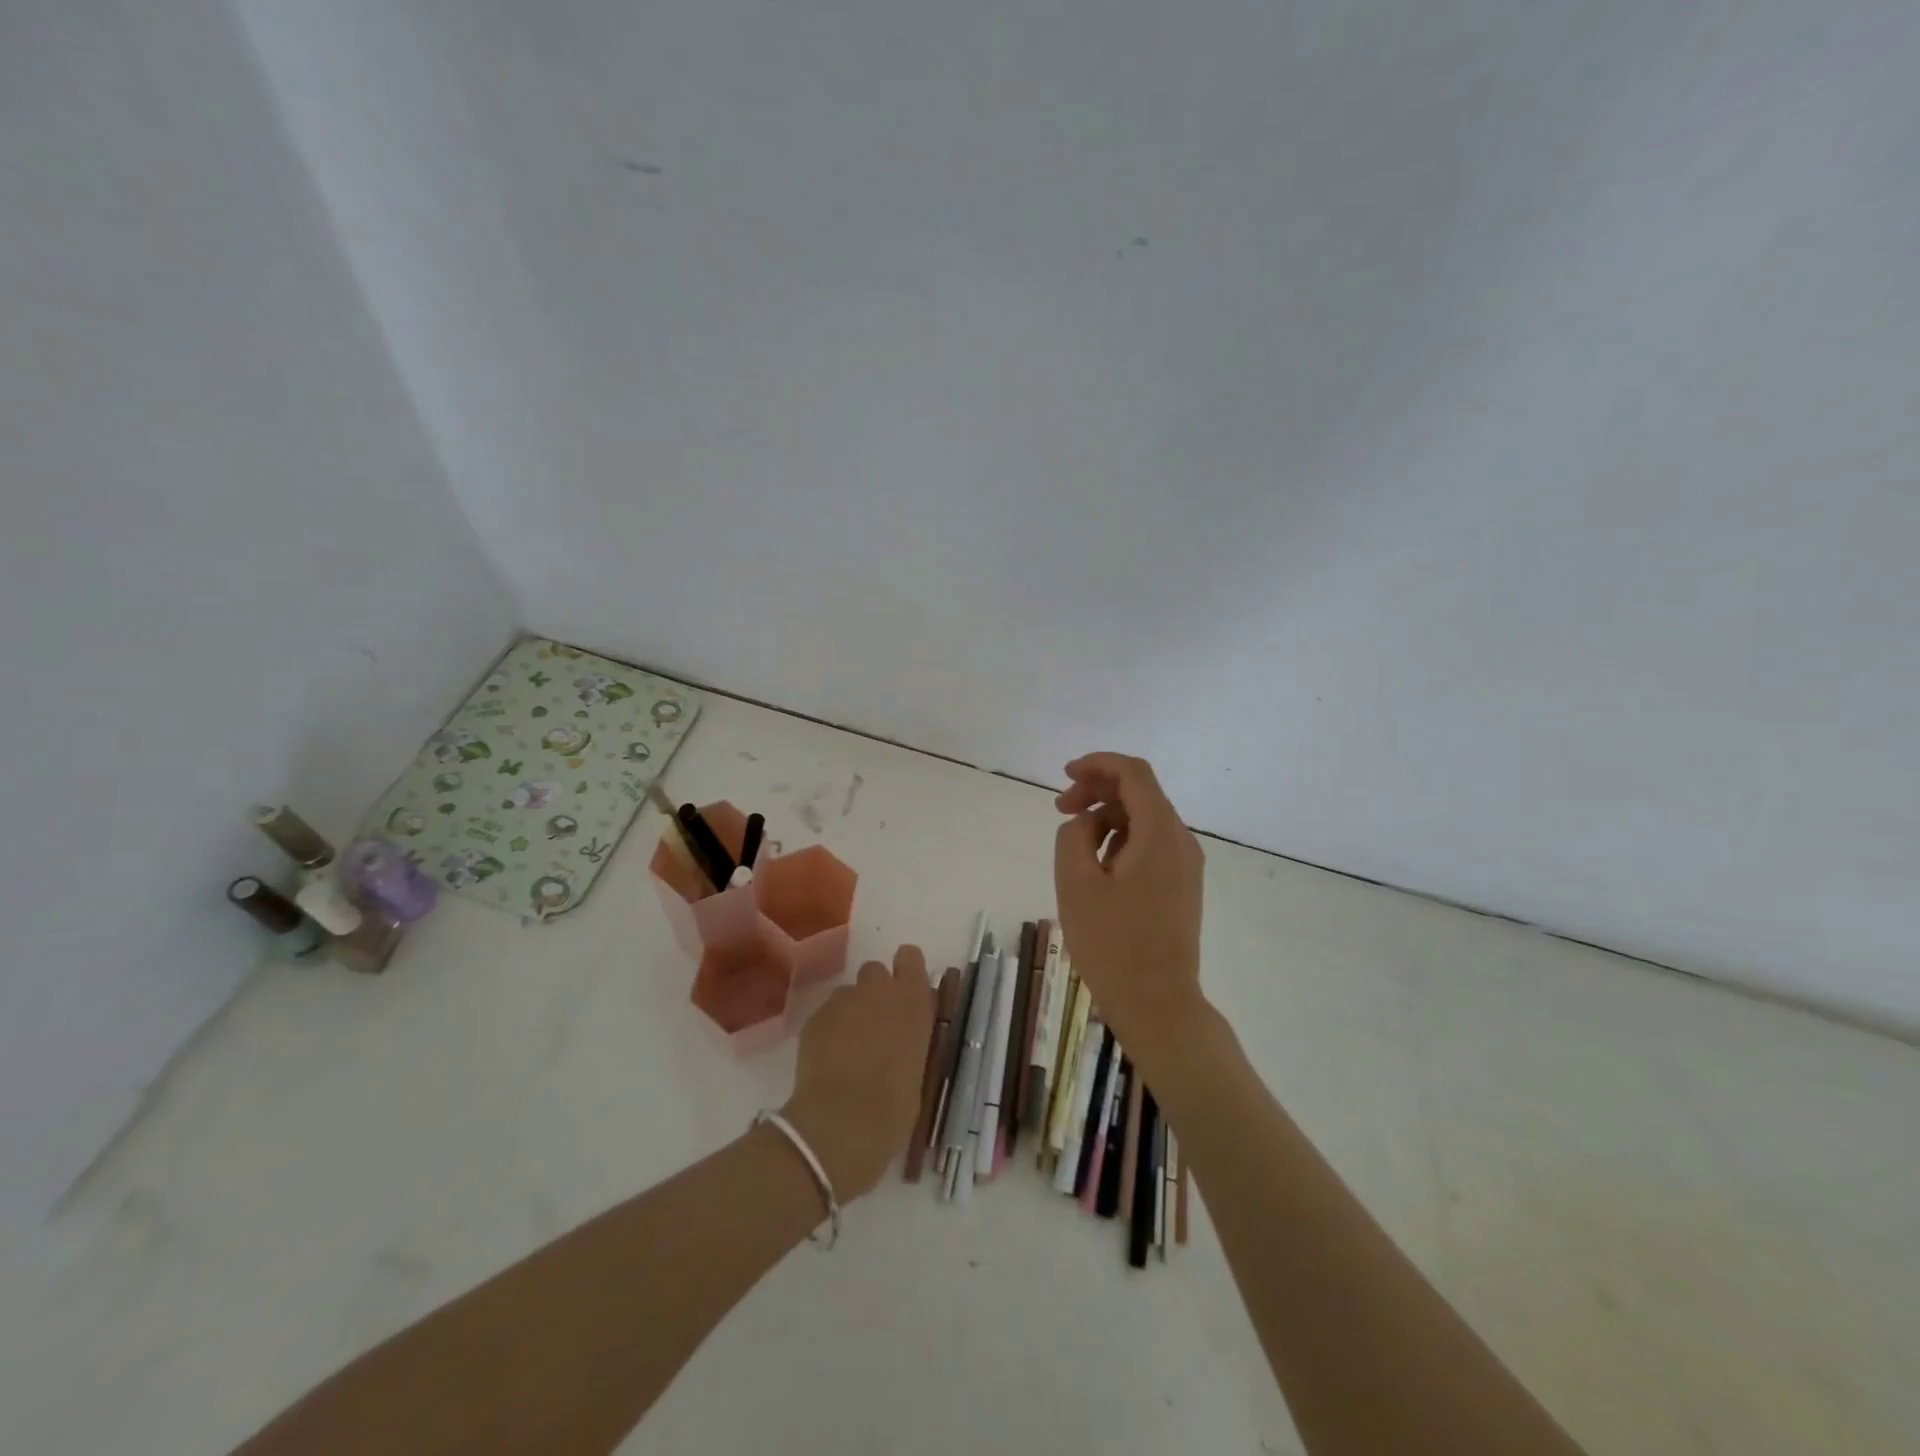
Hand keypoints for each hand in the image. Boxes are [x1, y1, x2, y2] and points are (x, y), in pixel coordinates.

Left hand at [780, 944, 933, 1200]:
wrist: (843, 1124)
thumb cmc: (894, 1108)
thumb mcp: (918, 1068)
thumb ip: (909, 1039)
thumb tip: (901, 1038)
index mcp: (913, 1001)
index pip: (910, 957)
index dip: (905, 971)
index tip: (904, 994)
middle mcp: (879, 990)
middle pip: (875, 971)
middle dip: (874, 992)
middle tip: (874, 1026)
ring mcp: (843, 1001)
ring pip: (847, 994)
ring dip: (850, 1013)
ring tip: (846, 1050)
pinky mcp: (815, 1018)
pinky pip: (825, 1015)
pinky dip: (827, 1032)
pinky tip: (827, 1063)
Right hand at [1054, 752, 1205, 1053]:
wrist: (1158, 1005)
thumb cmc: (1113, 944)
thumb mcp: (1076, 883)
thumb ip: (1074, 835)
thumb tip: (1086, 821)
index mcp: (1160, 834)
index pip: (1134, 774)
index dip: (1097, 765)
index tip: (1064, 776)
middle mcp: (1181, 841)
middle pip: (1140, 793)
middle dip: (1097, 791)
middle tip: (1061, 810)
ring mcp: (1186, 865)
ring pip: (1144, 820)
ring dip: (1108, 818)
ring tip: (1076, 845)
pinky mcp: (1182, 886)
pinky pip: (1151, 845)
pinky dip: (1122, 840)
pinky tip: (1098, 867)